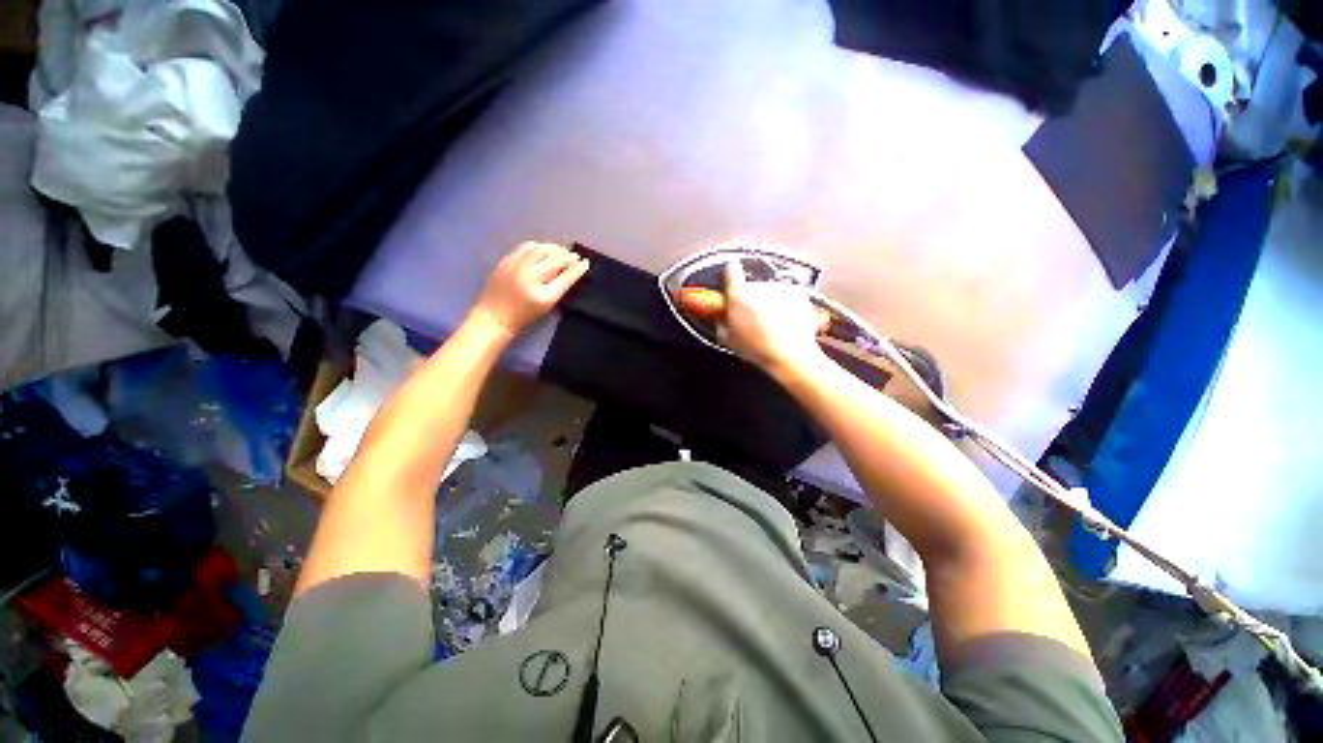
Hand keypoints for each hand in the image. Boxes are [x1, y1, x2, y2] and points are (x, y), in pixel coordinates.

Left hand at [470, 242, 589, 337]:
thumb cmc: (524, 317)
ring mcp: (516, 267)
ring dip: (554, 249)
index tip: (585, 263)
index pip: (566, 277)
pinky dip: (538, 246)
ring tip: (561, 251)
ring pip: (541, 249)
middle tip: (575, 256)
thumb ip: (558, 288)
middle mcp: (530, 278)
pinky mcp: (506, 261)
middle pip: (555, 261)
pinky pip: (525, 247)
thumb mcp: (546, 307)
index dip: (577, 269)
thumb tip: (569, 271)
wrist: (495, 317)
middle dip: (568, 257)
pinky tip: (543, 249)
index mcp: (543, 295)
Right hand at [720, 258, 826, 377]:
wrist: (790, 355)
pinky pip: (788, 297)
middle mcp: (760, 286)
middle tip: (753, 319)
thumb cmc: (757, 349)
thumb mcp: (729, 340)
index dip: (732, 274)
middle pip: (753, 287)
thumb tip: (722, 318)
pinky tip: (785, 325)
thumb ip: (722, 323)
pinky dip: (787, 307)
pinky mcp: (798, 294)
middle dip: (752, 299)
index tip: (732, 275)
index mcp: (739, 295)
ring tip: (771, 326)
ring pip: (771, 292)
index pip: (732, 271)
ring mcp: (781, 288)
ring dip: (770, 303)